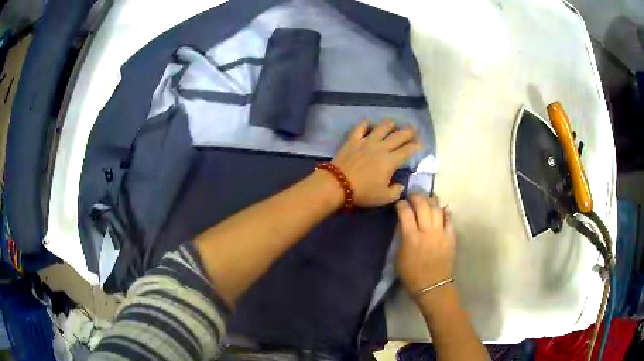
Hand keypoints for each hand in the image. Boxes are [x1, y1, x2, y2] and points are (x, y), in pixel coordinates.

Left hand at [332, 120, 420, 206]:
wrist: (338, 184)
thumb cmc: (363, 193)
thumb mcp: (384, 198)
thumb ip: (396, 191)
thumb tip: (400, 185)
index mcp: (391, 161)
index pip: (408, 150)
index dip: (416, 146)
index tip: (420, 144)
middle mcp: (382, 147)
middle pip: (399, 135)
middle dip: (409, 131)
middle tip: (414, 130)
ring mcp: (367, 141)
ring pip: (382, 127)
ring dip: (390, 124)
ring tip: (394, 124)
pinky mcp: (353, 139)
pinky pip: (361, 127)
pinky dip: (366, 123)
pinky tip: (369, 124)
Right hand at [396, 194, 455, 297]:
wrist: (432, 286)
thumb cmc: (411, 275)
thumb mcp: (398, 257)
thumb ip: (402, 238)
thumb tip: (405, 224)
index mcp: (411, 238)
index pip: (405, 213)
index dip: (401, 205)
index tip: (399, 204)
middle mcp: (427, 232)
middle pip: (422, 206)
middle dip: (416, 197)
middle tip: (412, 196)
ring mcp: (441, 233)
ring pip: (437, 209)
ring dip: (430, 201)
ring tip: (426, 199)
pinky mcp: (451, 237)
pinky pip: (449, 220)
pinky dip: (446, 212)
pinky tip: (443, 208)